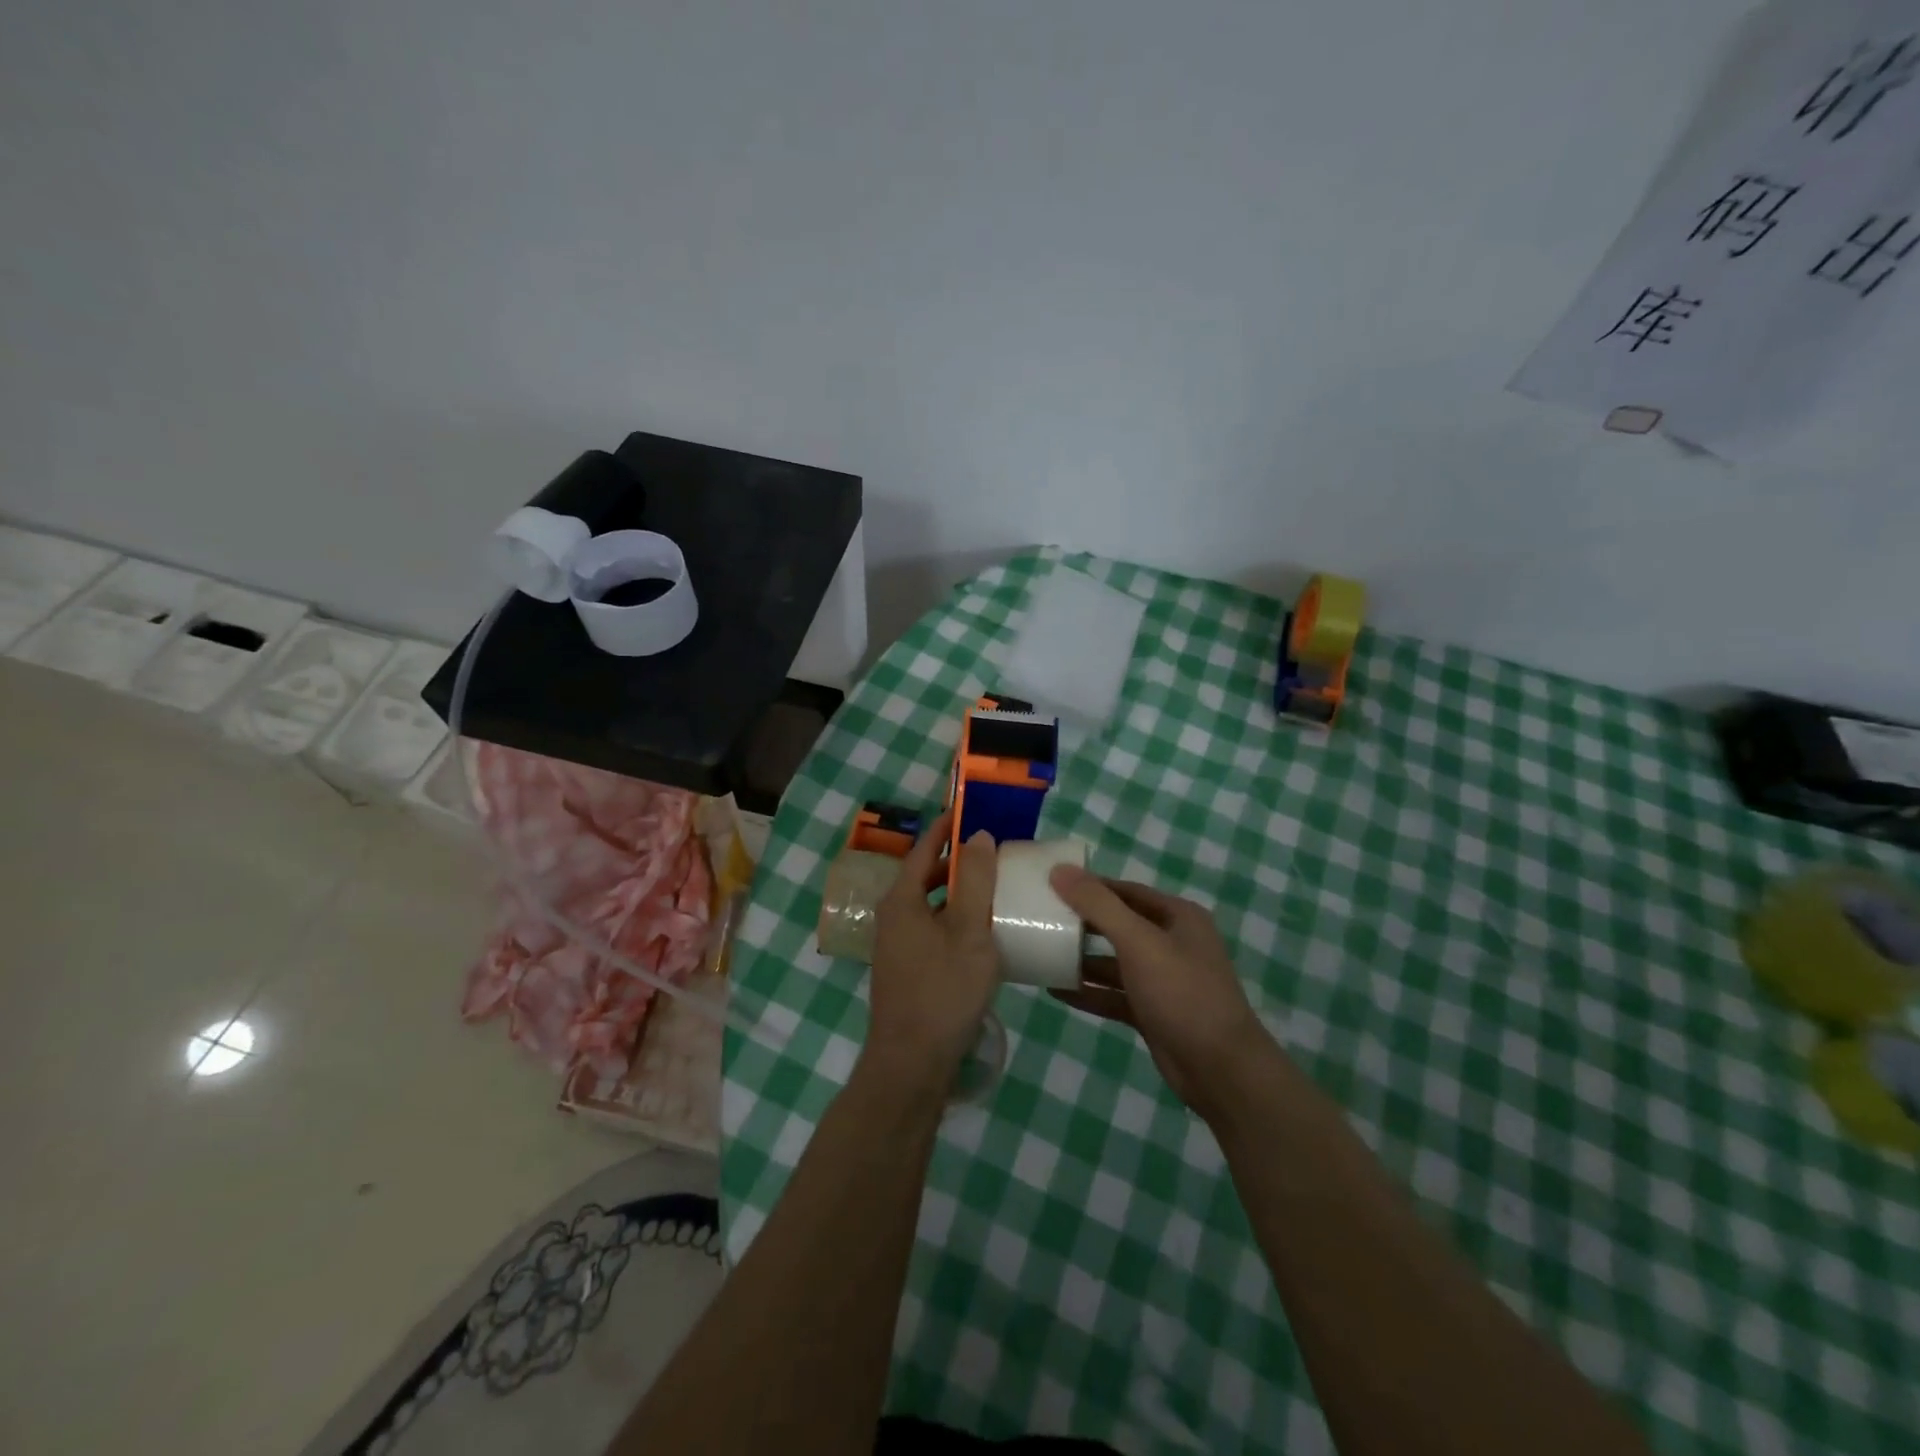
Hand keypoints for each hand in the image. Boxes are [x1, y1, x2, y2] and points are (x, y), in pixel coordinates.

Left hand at [864, 814, 1002, 1089]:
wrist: (911, 1064)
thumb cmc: (942, 991)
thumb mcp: (969, 932)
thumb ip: (975, 882)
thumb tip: (978, 835)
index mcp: (901, 900)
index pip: (923, 850)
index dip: (946, 828)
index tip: (968, 810)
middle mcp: (892, 917)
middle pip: (925, 876)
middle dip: (956, 861)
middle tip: (992, 851)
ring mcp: (897, 946)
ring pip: (929, 905)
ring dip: (957, 893)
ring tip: (992, 888)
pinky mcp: (906, 970)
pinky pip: (932, 929)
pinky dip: (954, 919)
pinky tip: (981, 933)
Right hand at [1048, 867, 1271, 1117]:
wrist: (1220, 1069)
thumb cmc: (1182, 992)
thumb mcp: (1138, 941)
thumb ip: (1098, 905)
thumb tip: (1059, 870)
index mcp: (1178, 917)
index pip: (1126, 891)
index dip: (1091, 886)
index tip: (1052, 885)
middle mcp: (1173, 943)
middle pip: (1120, 924)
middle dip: (1083, 923)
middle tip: (1042, 918)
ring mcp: (1164, 980)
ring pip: (1116, 962)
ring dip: (1083, 959)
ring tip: (1043, 953)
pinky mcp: (1154, 1012)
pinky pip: (1115, 995)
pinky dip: (1090, 992)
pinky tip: (1057, 990)